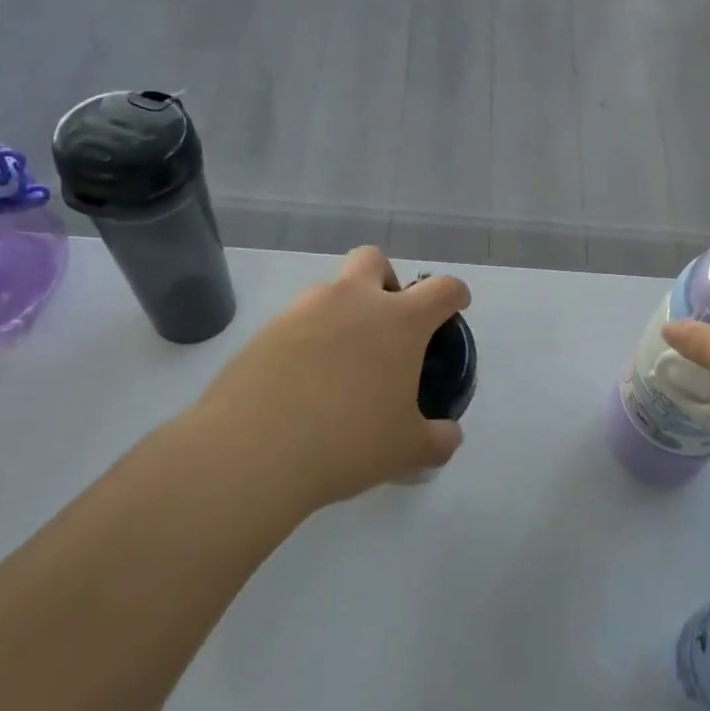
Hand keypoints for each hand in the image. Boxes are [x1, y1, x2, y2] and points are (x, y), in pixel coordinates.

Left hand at [175, 247, 470, 507]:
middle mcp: (352, 301)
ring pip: (329, 290)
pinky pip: (295, 322)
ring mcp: (303, 310)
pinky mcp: (264, 331)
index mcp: (399, 321)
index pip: (441, 289)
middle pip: (374, 260)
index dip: (454, 294)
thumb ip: (437, 440)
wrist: (253, 450)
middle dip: (386, 280)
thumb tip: (448, 436)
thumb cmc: (348, 441)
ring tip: (339, 363)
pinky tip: (302, 382)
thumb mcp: (407, 450)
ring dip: (342, 311)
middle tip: (386, 322)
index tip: (456, 305)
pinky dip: (306, 341)